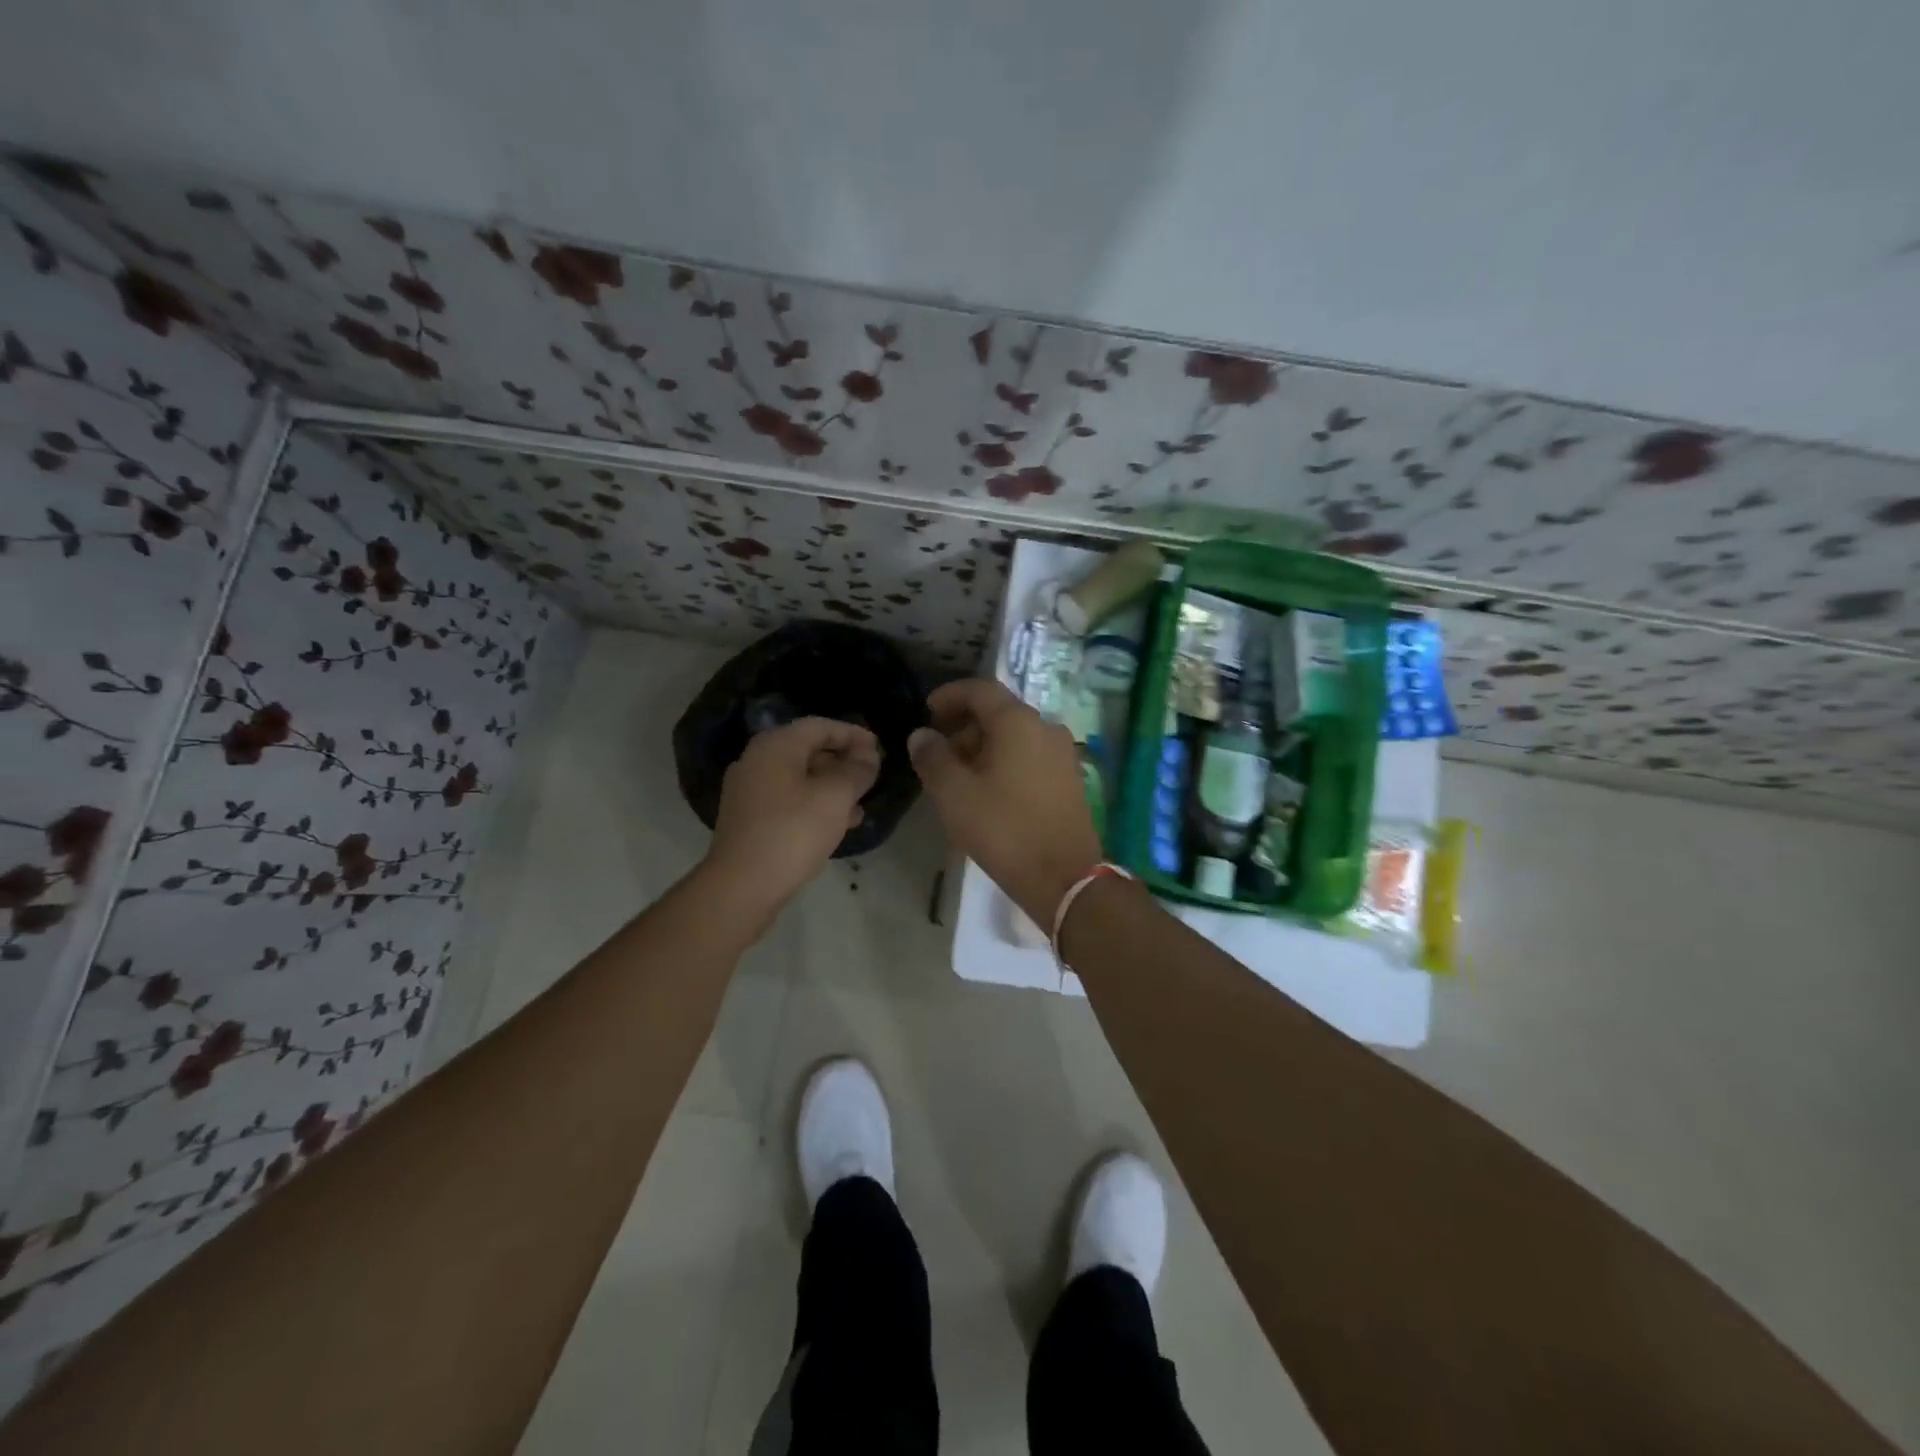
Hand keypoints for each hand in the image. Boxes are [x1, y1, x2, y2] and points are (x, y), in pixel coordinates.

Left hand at [706, 717, 880, 910]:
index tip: (879, 748)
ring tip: (861, 802)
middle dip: (843, 760)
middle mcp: (758, 761)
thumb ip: (857, 770)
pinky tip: (839, 824)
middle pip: (808, 750)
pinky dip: (815, 804)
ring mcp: (750, 792)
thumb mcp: (836, 797)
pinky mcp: (751, 820)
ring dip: (832, 786)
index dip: (852, 733)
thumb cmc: (793, 831)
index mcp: (775, 746)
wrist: (742, 887)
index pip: (820, 726)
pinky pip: (790, 800)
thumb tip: (868, 755)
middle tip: (872, 775)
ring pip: (801, 778)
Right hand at [908, 679, 1103, 923]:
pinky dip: (1005, 763)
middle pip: (998, 714)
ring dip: (983, 748)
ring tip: (959, 778)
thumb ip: (933, 758)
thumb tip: (921, 735)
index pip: (979, 690)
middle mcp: (1046, 728)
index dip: (949, 695)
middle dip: (964, 728)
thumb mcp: (954, 794)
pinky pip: (1030, 758)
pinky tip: (988, 793)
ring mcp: (1063, 755)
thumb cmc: (1004, 829)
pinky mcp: (1070, 780)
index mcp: (1018, 722)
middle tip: (938, 754)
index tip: (927, 711)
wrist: (1064, 878)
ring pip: (1015, 738)